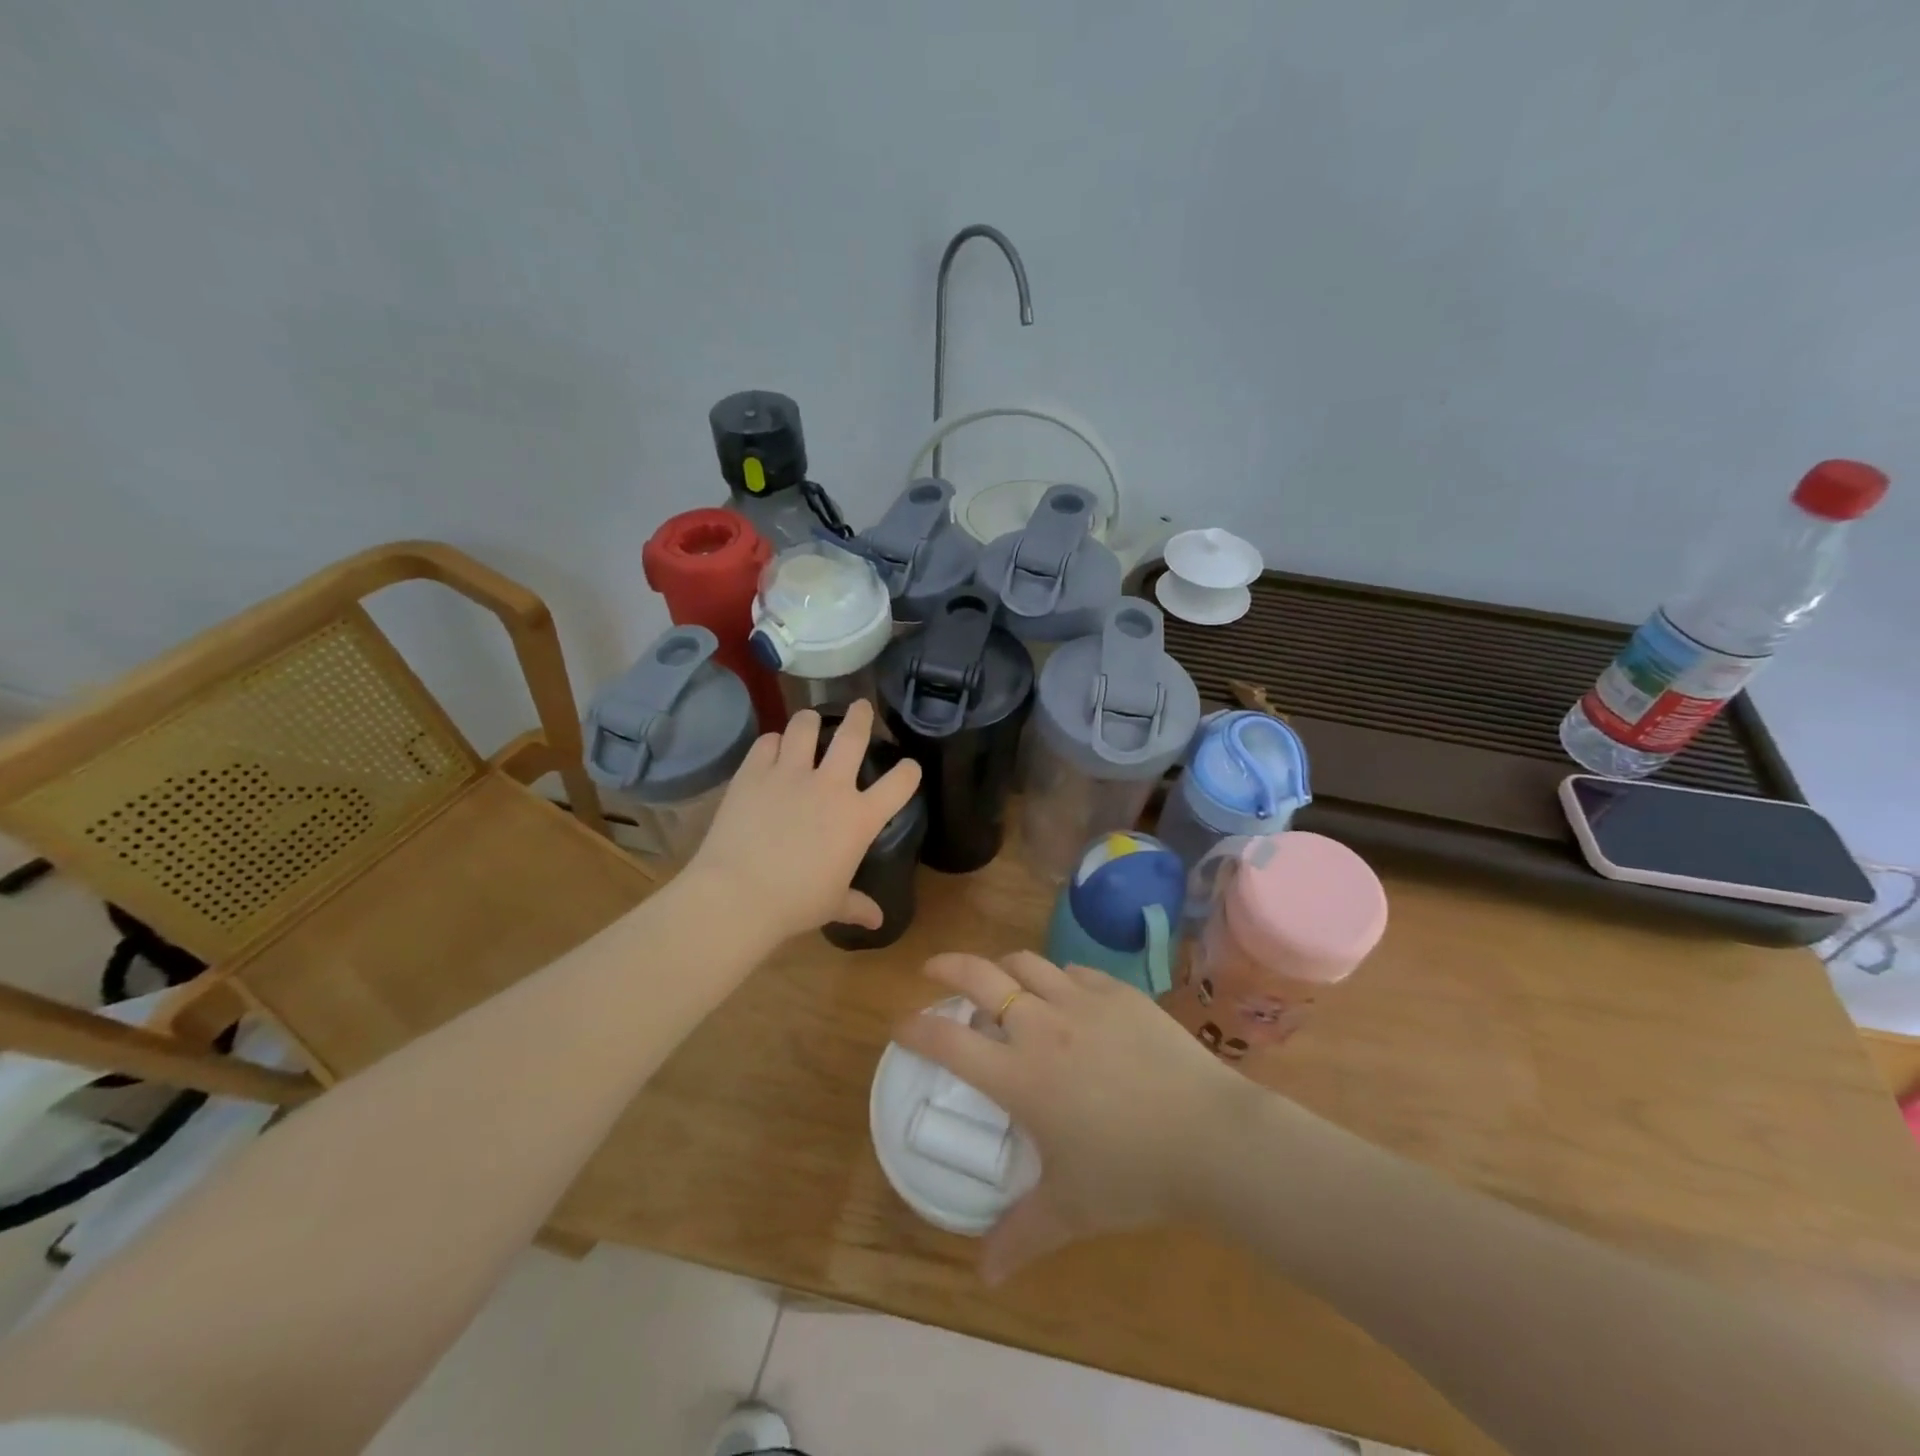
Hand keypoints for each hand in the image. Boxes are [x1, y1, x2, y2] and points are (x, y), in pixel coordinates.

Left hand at [687, 700, 920, 942]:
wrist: (738, 894)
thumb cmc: (795, 903)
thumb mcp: (833, 904)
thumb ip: (857, 904)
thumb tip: (876, 920)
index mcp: (859, 818)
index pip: (900, 783)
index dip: (909, 771)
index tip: (909, 767)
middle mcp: (830, 785)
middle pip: (853, 736)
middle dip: (861, 717)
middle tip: (861, 706)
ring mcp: (790, 774)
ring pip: (805, 726)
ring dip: (810, 720)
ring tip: (810, 720)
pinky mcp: (753, 772)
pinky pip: (766, 742)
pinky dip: (772, 742)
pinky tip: (772, 748)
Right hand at [893, 950, 1259, 1283]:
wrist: (1211, 1137)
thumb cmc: (1133, 1174)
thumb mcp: (1071, 1210)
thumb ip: (1022, 1236)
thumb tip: (984, 1275)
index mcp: (1019, 1075)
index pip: (948, 1040)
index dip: (915, 1028)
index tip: (901, 1027)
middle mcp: (1041, 1025)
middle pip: (980, 975)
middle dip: (947, 966)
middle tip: (933, 971)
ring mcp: (1082, 1001)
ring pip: (1026, 962)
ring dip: (1002, 967)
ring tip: (999, 982)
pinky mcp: (1118, 992)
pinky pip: (1074, 971)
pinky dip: (1056, 977)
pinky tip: (1065, 996)